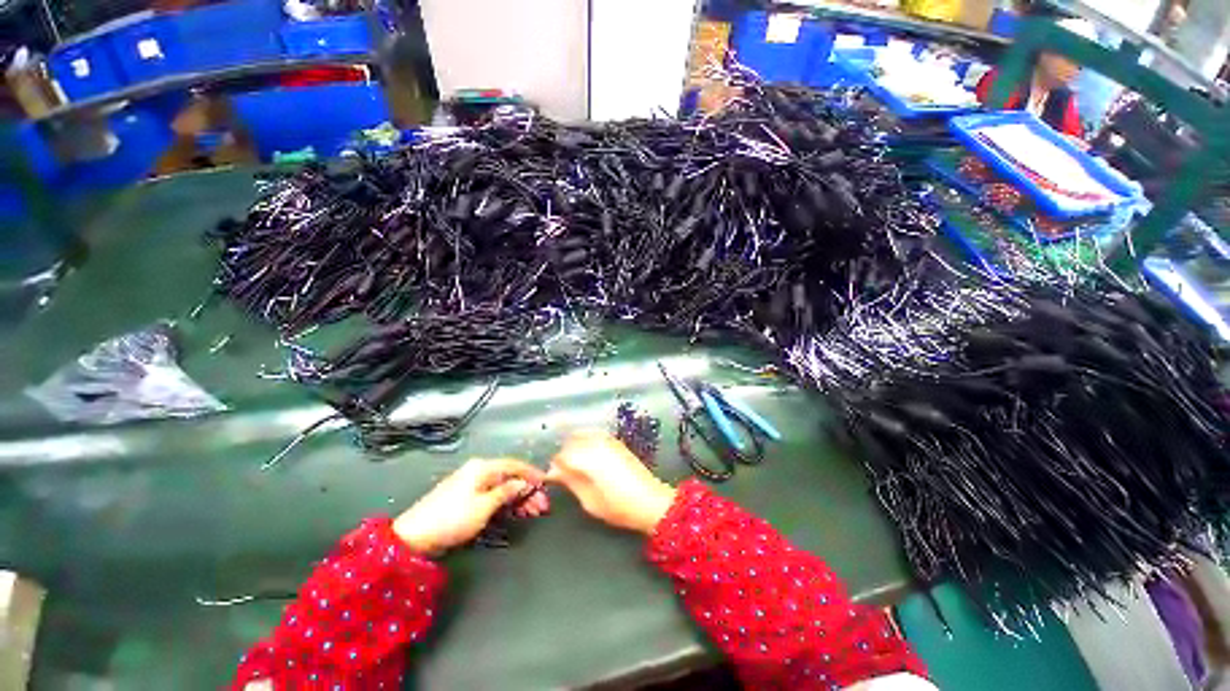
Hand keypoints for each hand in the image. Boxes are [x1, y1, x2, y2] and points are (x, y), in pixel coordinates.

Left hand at [393, 458, 547, 554]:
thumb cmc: (452, 518)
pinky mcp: (467, 498)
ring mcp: (472, 485)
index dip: (532, 473)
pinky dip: (506, 503)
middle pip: (510, 477)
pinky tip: (517, 513)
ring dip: (519, 499)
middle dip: (528, 491)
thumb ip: (507, 492)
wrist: (414, 537)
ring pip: (503, 487)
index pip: (514, 465)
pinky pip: (493, 496)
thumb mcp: (484, 506)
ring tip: (534, 512)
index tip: (547, 483)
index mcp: (483, 467)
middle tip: (542, 506)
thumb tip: (523, 483)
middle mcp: (479, 471)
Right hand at [546, 430, 676, 534]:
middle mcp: (595, 443)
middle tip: (563, 472)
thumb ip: (570, 482)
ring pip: (581, 434)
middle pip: (570, 442)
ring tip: (575, 464)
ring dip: (574, 446)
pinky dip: (585, 440)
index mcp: (587, 458)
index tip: (552, 478)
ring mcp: (607, 439)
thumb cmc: (617, 506)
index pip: (561, 456)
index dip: (554, 467)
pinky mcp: (616, 441)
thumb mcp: (588, 500)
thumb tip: (554, 472)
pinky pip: (594, 434)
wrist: (650, 501)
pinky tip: (587, 454)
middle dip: (564, 455)